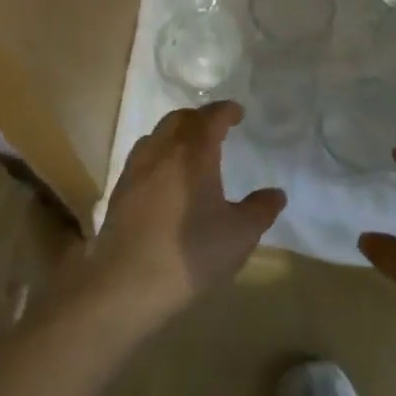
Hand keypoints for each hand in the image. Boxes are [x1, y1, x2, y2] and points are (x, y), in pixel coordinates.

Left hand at [85, 103, 284, 323]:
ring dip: (176, 134)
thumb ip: (260, 210)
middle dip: (199, 118)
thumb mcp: (239, 235)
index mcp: (193, 152)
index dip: (226, 111)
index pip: (211, 117)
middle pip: (180, 119)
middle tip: (216, 129)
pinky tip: (165, 179)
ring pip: (157, 135)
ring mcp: (136, 169)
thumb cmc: (190, 253)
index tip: (238, 113)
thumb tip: (276, 193)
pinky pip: (142, 157)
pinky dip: (158, 155)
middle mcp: (162, 151)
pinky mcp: (119, 191)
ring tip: (189, 150)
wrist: (127, 284)